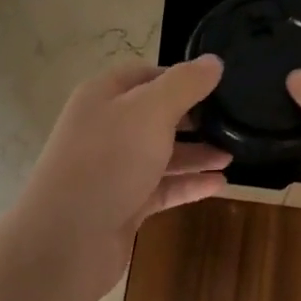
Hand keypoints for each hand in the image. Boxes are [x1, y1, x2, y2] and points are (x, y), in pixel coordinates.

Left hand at [15, 57, 230, 288]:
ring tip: (232, 154)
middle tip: (231, 120)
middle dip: (192, 118)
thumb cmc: (109, 161)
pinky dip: (188, 184)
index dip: (180, 76)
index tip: (217, 84)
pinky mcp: (122, 204)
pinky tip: (219, 184)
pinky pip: (161, 188)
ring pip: (160, 154)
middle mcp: (105, 128)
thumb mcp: (151, 111)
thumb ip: (185, 84)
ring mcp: (112, 169)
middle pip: (154, 115)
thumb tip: (213, 61)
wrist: (67, 239)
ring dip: (195, 153)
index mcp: (104, 96)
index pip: (145, 75)